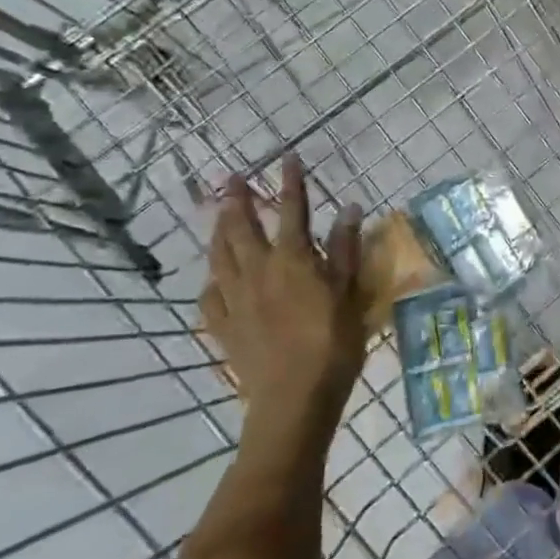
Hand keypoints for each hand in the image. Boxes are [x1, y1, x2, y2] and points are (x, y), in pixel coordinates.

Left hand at [200, 156, 364, 449]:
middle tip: (232, 178)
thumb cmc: (331, 345)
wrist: (293, 401)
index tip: (287, 157)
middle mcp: (258, 272)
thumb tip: (350, 207)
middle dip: (237, 199)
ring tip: (218, 215)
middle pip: (242, 227)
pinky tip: (215, 278)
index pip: (292, 211)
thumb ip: (345, 250)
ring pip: (220, 255)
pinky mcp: (223, 327)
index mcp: (292, 260)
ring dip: (219, 230)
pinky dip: (212, 279)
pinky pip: (210, 295)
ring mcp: (235, 300)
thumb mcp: (349, 294)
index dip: (291, 182)